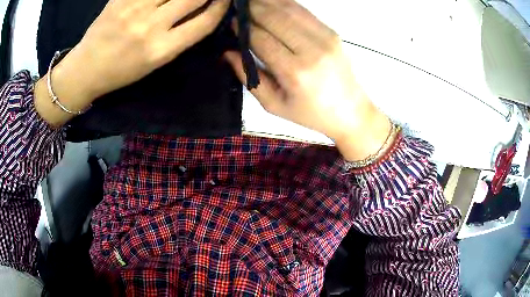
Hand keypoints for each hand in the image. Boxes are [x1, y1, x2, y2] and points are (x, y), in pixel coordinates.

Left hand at [35, 0, 229, 126]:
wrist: (87, 68)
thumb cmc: (122, 71)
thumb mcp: (155, 62)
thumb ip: (181, 35)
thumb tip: (202, 9)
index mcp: (162, 50)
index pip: (205, 21)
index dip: (221, 6)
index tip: (225, 0)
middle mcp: (151, 27)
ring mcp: (134, 9)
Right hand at [224, 0, 390, 160]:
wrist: (350, 111)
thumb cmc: (310, 113)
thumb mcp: (274, 105)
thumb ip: (249, 77)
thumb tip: (228, 52)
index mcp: (295, 72)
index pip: (260, 39)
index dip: (242, 27)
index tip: (230, 21)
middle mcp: (311, 49)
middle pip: (273, 18)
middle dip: (251, 9)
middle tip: (237, 7)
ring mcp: (325, 37)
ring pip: (288, 9)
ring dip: (266, 2)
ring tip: (251, 2)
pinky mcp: (332, 32)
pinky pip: (303, 11)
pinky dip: (284, 3)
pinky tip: (271, 2)